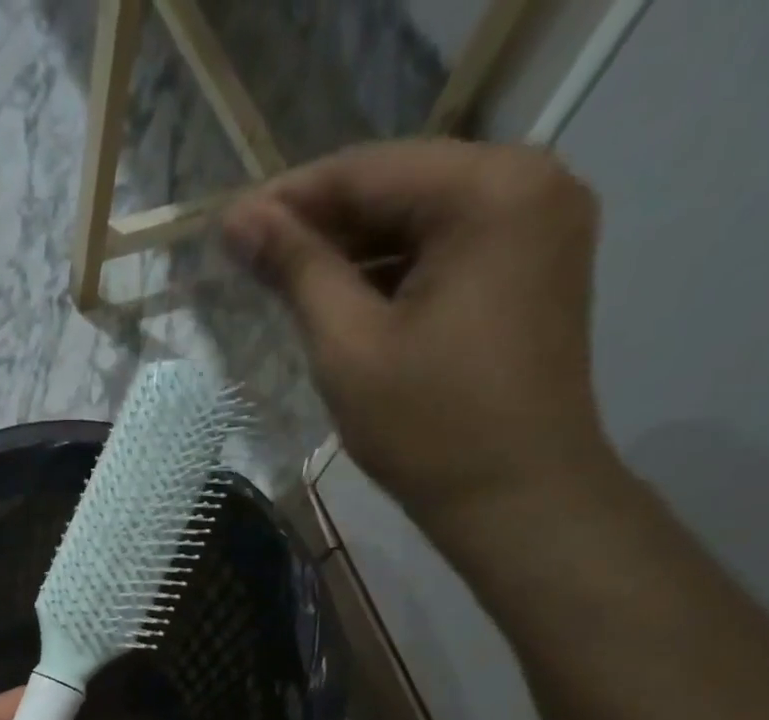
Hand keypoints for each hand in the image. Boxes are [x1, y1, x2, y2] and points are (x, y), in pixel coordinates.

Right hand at [223, 140, 615, 532]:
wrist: (517, 500)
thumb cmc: (429, 429)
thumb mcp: (349, 346)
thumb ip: (296, 271)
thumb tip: (239, 220)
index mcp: (491, 191)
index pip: (368, 170)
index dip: (289, 198)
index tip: (228, 229)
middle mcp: (531, 185)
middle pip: (399, 188)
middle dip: (321, 226)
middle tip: (250, 260)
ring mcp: (541, 228)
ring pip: (422, 222)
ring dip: (353, 253)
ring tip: (285, 283)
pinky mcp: (535, 271)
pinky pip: (449, 252)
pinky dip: (393, 274)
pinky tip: (343, 300)